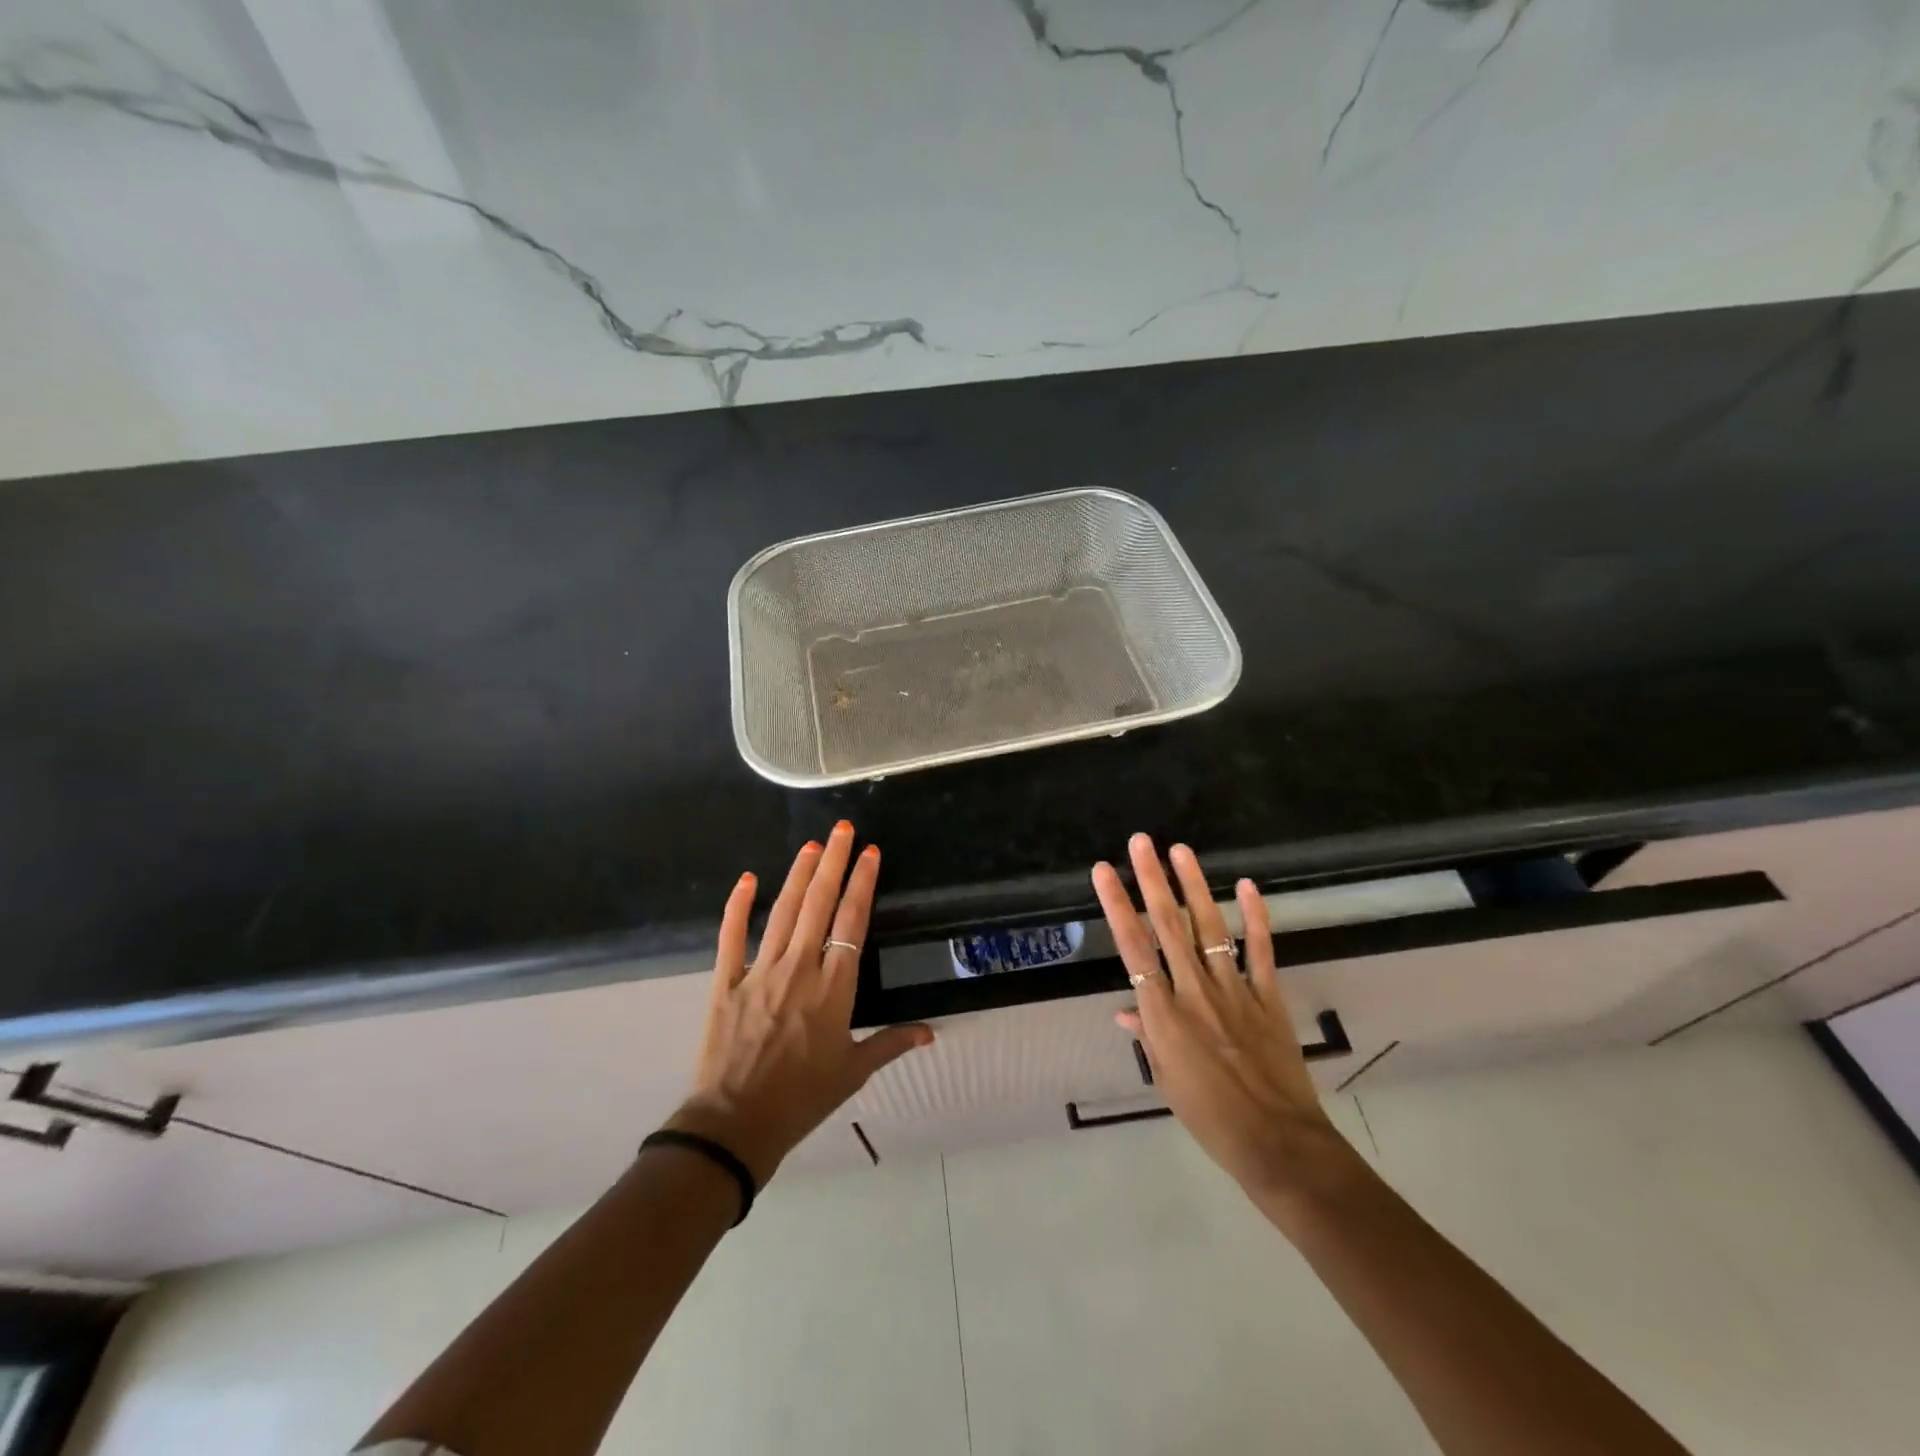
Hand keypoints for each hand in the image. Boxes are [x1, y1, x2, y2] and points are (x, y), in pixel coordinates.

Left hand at [666, 821, 932, 1185]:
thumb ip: (891, 1043)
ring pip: (783, 912)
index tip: (871, 853)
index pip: (852, 922)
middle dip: (834, 862)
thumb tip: (930, 1033)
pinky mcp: (726, 982)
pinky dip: (738, 906)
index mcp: (834, 987)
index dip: (863, 883)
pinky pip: (732, 936)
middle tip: (843, 829)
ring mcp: (760, 971)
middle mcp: (800, 968)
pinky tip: (748, 878)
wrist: (735, 1125)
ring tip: (812, 844)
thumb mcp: (853, 1072)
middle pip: (819, 904)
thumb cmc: (802, 1099)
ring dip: (798, 875)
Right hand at [1092, 834, 1355, 1201]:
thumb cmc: (1210, 1117)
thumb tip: (1124, 1009)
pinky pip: (1260, 951)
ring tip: (1180, 850)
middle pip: (1168, 927)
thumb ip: (1147, 1036)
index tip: (1105, 872)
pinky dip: (1255, 918)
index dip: (1117, 906)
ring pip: (1209, 929)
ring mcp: (1235, 991)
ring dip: (1194, 887)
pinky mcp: (1269, 997)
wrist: (1277, 1144)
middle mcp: (1194, 993)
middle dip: (1151, 880)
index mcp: (1163, 1015)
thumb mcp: (1166, 1080)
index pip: (1132, 949)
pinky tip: (1247, 886)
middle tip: (1141, 842)